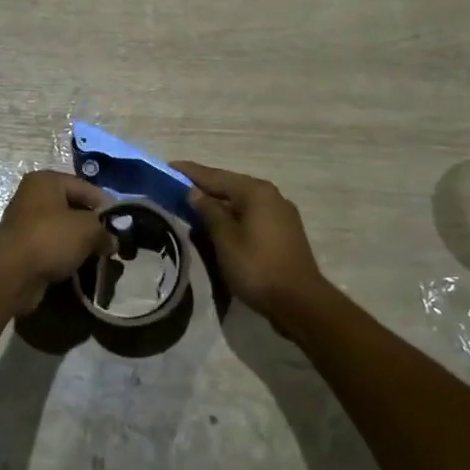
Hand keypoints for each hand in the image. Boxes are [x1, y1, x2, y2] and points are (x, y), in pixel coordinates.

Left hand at [0, 170, 110, 314]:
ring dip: (80, 242)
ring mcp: (25, 222)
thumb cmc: (50, 239)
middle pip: (73, 207)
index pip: (85, 187)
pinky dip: (65, 254)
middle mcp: (33, 196)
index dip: (105, 205)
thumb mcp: (87, 230)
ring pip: (63, 229)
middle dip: (93, 226)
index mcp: (46, 181)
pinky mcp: (23, 247)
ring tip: (99, 256)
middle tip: (111, 242)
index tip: (121, 225)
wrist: (11, 274)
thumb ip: (104, 231)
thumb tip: (113, 242)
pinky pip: (52, 246)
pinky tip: (79, 266)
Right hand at [175, 160, 323, 318]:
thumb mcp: (225, 239)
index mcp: (256, 192)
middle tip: (177, 188)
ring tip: (194, 206)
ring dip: (219, 203)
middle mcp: (271, 195)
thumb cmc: (257, 268)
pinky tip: (220, 225)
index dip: (190, 172)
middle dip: (205, 187)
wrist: (300, 303)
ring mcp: (281, 214)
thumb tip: (194, 192)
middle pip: (231, 186)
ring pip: (242, 202)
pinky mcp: (285, 232)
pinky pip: (252, 216)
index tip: (169, 167)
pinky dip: (234, 217)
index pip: (216, 176)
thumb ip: (209, 212)